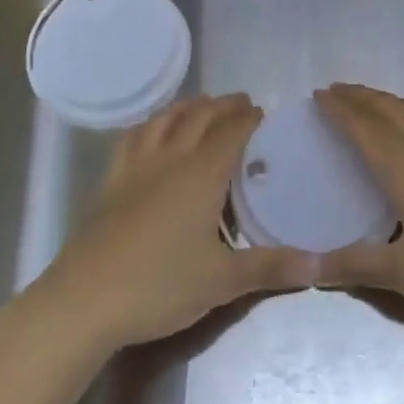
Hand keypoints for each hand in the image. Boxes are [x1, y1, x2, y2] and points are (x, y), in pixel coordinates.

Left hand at [31, 94, 317, 354]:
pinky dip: (151, 124)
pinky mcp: (111, 181)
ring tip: (202, 106)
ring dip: (188, 106)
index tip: (264, 112)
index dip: (249, 118)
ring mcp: (136, 167)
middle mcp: (171, 159)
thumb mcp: (222, 281)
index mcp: (201, 174)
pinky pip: (134, 137)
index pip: (231, 132)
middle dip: (224, 105)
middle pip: (200, 117)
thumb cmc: (159, 286)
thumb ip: (270, 268)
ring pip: (165, 119)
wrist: (84, 300)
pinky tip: (152, 131)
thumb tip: (319, 265)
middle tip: (242, 103)